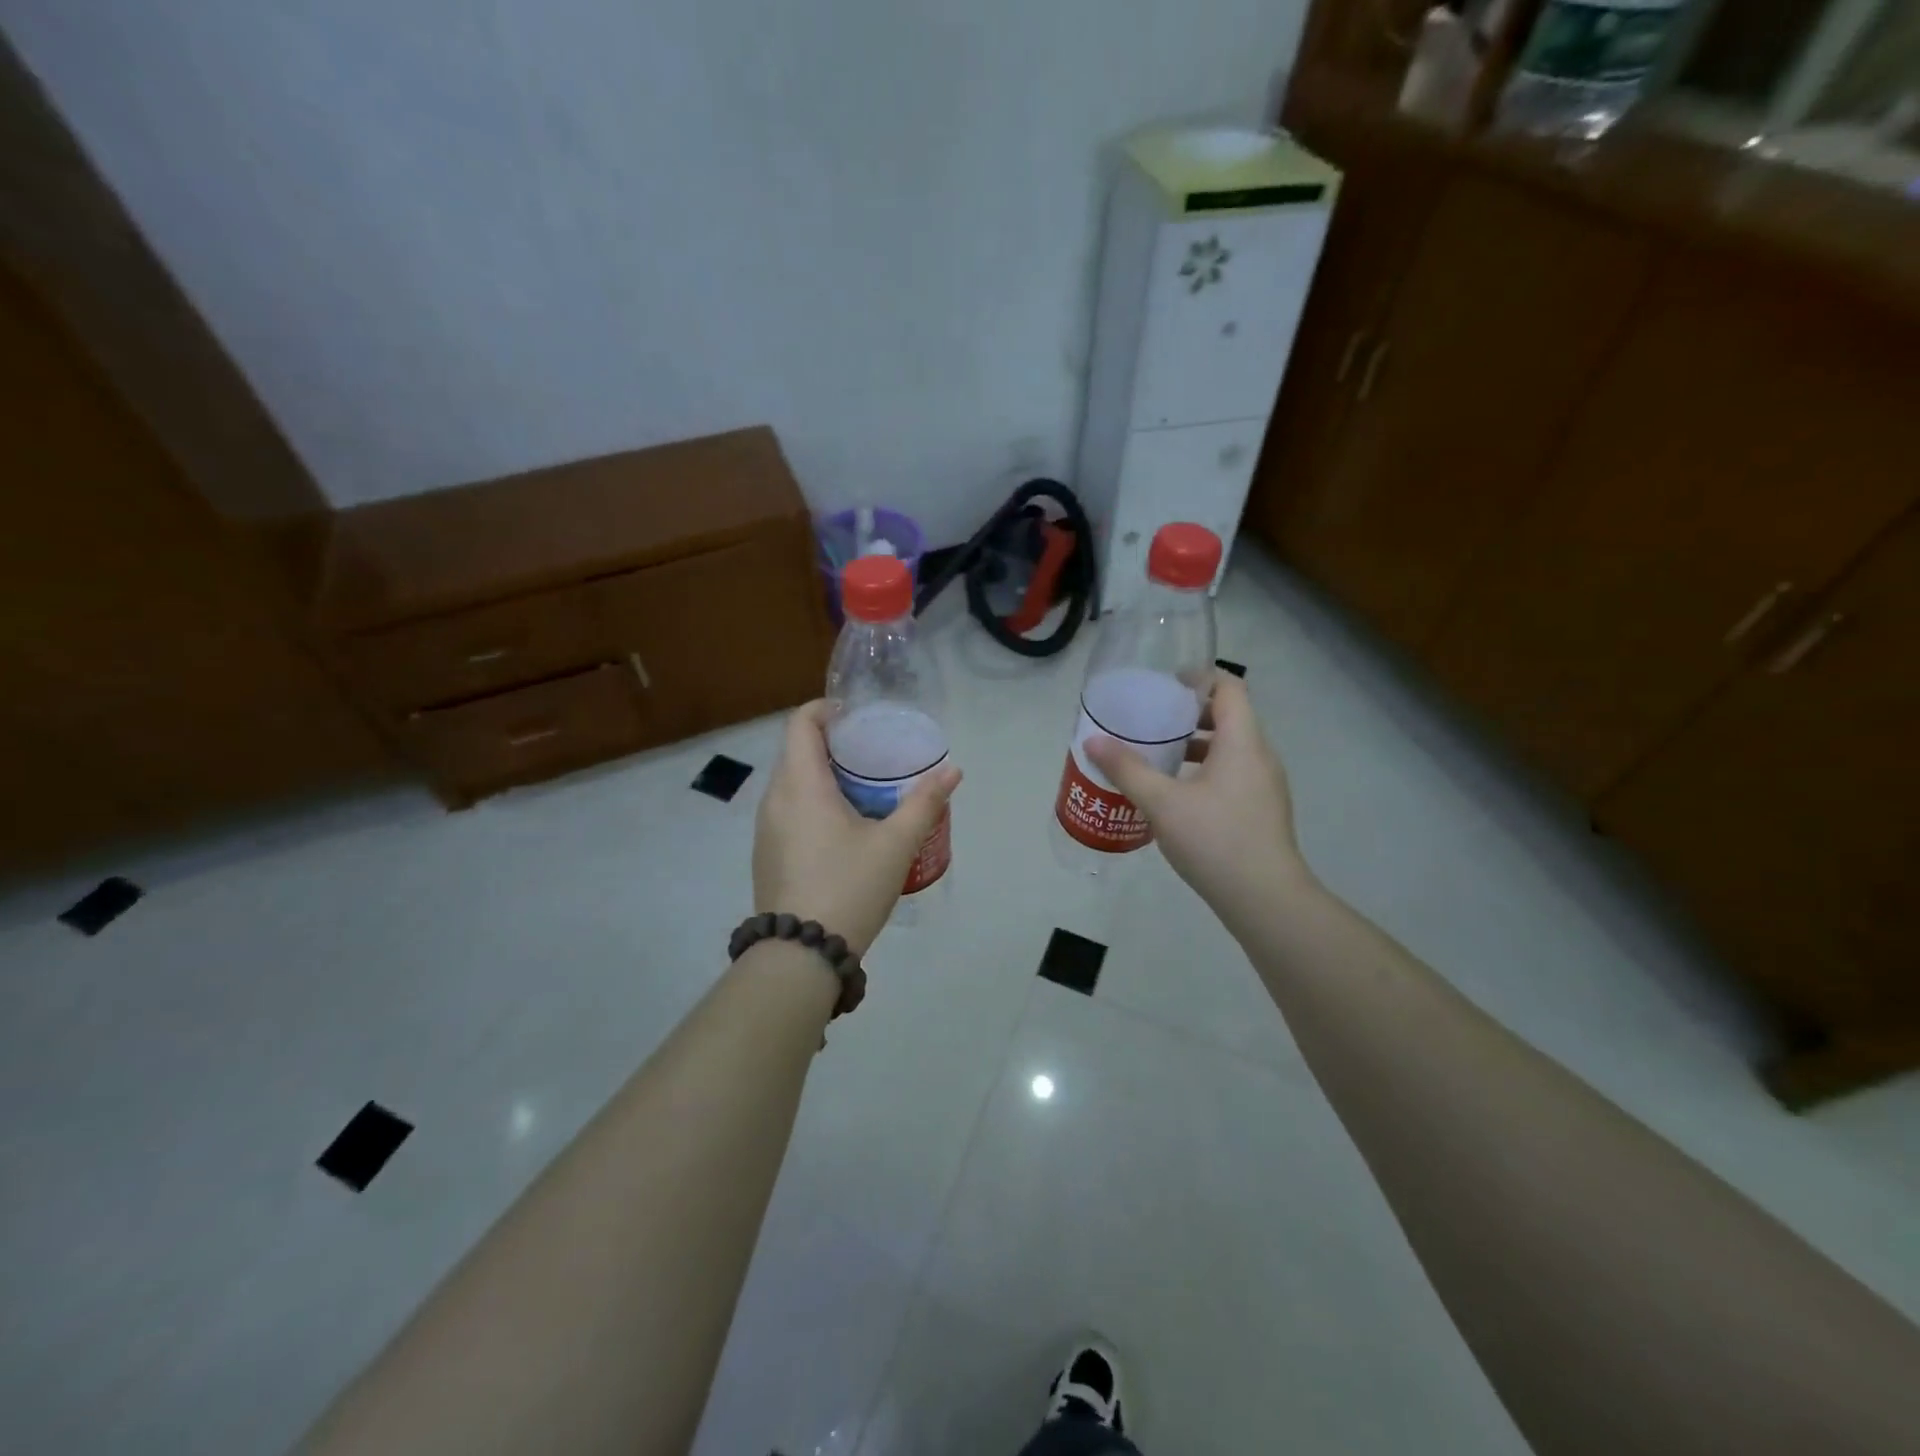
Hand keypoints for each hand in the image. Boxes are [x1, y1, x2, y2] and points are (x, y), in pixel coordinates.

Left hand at [753, 701, 961, 955]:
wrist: (801, 954)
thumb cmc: (849, 887)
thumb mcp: (895, 844)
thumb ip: (924, 803)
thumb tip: (952, 770)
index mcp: (801, 785)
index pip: (801, 723)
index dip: (826, 709)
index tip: (856, 715)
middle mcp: (774, 798)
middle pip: (796, 751)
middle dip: (832, 744)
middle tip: (872, 753)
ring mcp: (765, 829)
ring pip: (791, 784)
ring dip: (822, 776)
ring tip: (862, 789)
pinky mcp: (766, 854)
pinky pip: (787, 811)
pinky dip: (812, 803)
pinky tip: (842, 829)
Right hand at [1086, 675, 1311, 927]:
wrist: (1265, 899)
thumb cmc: (1215, 840)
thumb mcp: (1161, 802)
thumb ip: (1127, 769)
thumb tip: (1093, 741)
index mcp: (1242, 741)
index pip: (1229, 687)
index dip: (1199, 677)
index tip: (1164, 685)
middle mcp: (1260, 755)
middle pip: (1230, 716)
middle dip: (1190, 712)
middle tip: (1152, 719)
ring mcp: (1265, 785)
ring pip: (1231, 748)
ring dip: (1197, 744)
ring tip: (1158, 755)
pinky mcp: (1262, 810)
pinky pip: (1233, 773)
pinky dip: (1206, 769)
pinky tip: (1176, 794)